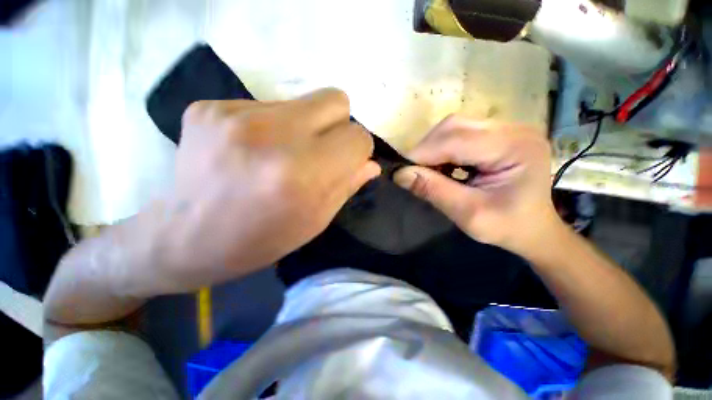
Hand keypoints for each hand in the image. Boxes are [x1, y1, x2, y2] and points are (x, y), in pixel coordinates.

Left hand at [153, 88, 379, 291]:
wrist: (183, 239)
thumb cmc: (259, 240)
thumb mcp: (314, 221)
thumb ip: (347, 186)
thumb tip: (370, 163)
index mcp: (301, 174)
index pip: (357, 137)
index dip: (357, 150)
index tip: (346, 162)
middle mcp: (272, 135)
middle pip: (336, 100)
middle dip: (339, 126)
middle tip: (321, 151)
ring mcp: (234, 114)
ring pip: (304, 100)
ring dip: (306, 126)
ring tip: (283, 154)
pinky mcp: (210, 106)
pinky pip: (269, 105)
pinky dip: (273, 126)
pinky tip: (254, 150)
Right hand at [393, 115, 560, 255]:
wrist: (534, 228)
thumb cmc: (508, 227)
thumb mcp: (468, 214)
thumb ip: (434, 190)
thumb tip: (399, 174)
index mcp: (515, 147)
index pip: (456, 140)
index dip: (422, 154)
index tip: (400, 172)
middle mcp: (513, 129)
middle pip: (454, 126)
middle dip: (426, 149)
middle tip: (413, 172)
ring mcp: (506, 129)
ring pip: (453, 127)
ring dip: (433, 148)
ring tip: (427, 171)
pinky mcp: (497, 135)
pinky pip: (459, 134)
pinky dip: (442, 149)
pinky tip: (442, 166)